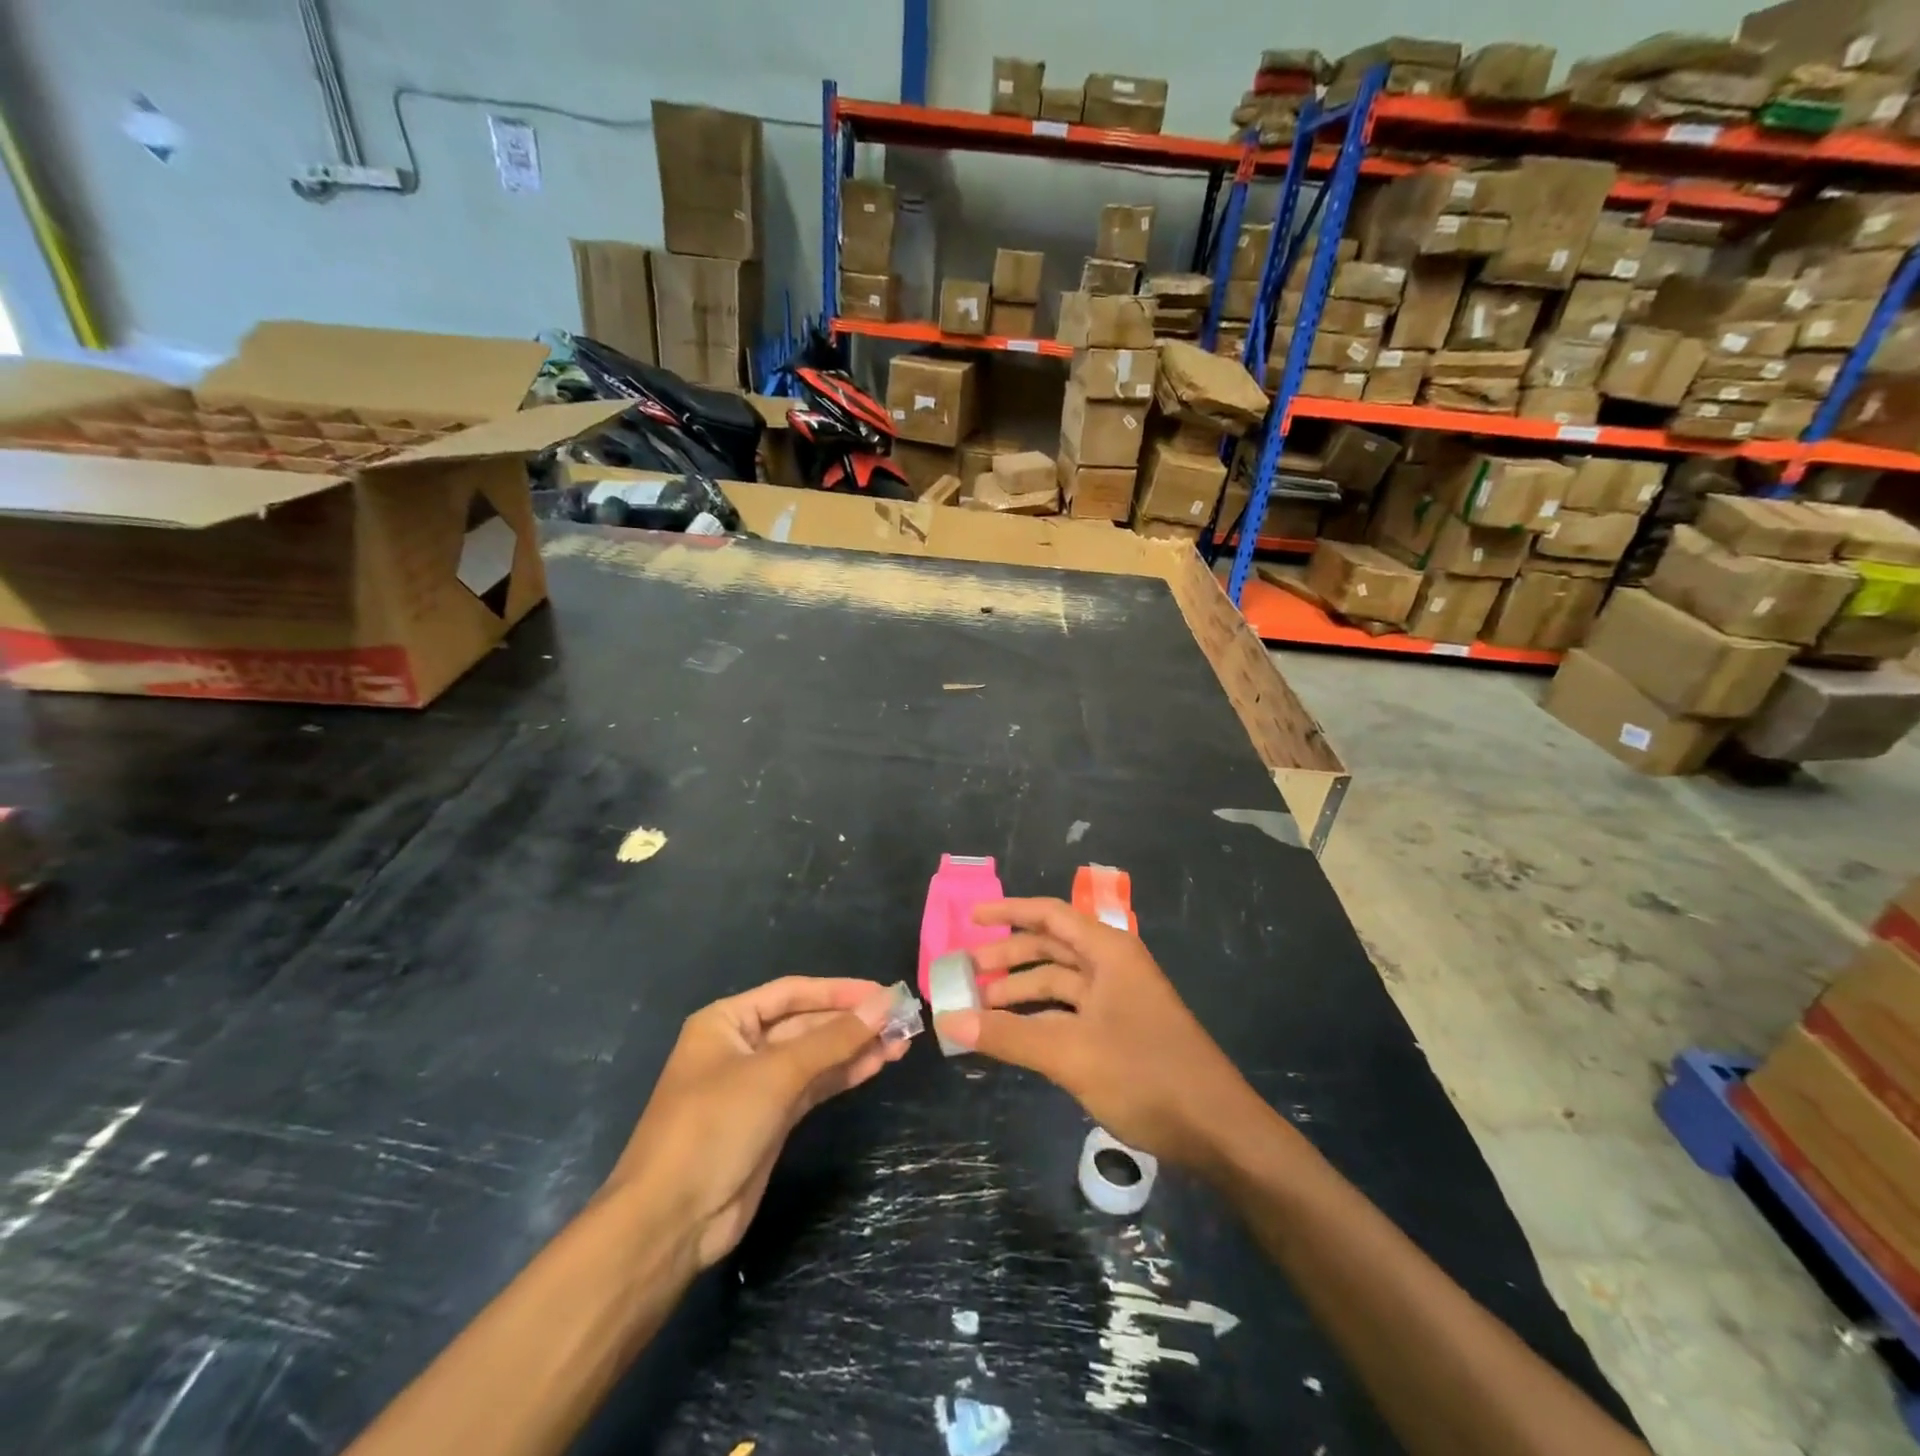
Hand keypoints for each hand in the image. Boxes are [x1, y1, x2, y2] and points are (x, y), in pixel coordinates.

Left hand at [606, 977, 909, 1269]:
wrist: (671, 1220)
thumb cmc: (714, 1126)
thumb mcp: (776, 1074)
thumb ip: (833, 1038)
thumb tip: (885, 1003)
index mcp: (727, 1020)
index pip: (793, 992)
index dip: (840, 990)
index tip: (884, 992)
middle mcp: (741, 1045)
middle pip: (806, 1023)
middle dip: (852, 1022)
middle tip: (902, 1019)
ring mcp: (757, 1085)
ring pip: (814, 1056)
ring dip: (854, 1048)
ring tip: (901, 1042)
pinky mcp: (771, 1119)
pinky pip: (813, 1086)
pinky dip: (843, 1075)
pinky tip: (876, 1065)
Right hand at [934, 898, 1264, 1172]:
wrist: (1217, 1131)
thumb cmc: (1145, 1075)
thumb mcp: (1070, 1053)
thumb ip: (1008, 1036)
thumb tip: (949, 1021)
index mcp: (1108, 952)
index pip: (1051, 915)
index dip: (1009, 912)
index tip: (971, 919)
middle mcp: (1113, 967)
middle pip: (1051, 948)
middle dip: (1007, 959)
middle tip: (964, 975)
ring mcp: (1118, 1001)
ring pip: (1059, 984)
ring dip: (1020, 993)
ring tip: (978, 1009)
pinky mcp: (1120, 1033)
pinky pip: (1069, 1013)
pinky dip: (1039, 1020)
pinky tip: (1012, 1036)